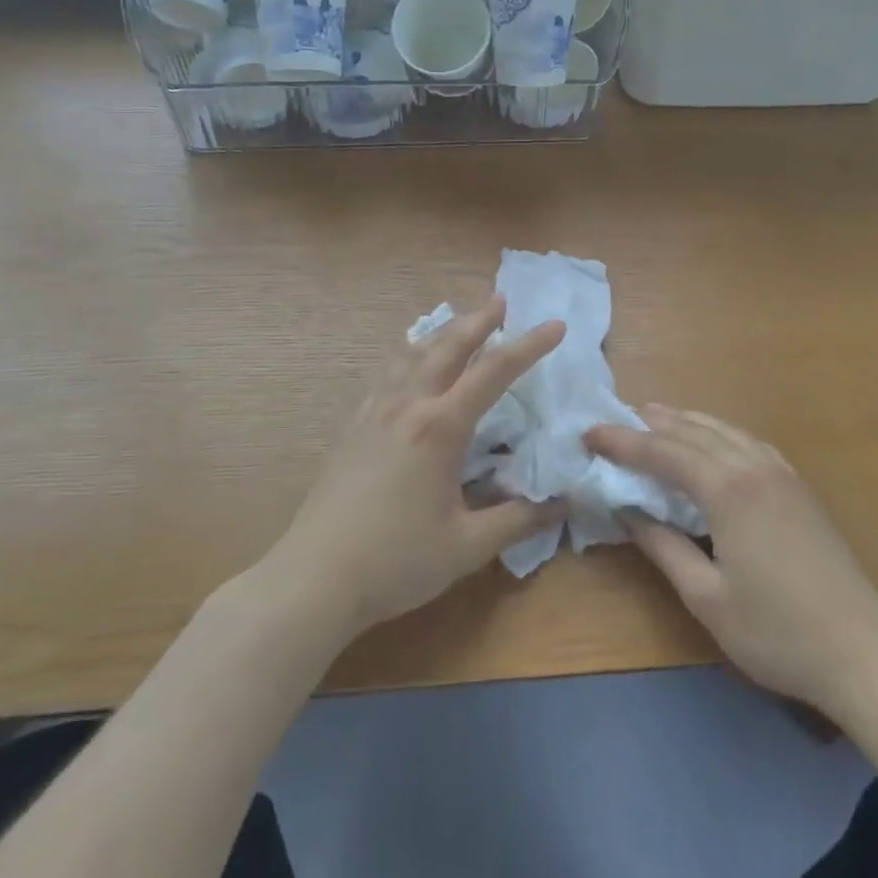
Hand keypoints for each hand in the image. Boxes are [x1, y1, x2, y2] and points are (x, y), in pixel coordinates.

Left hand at [270, 297, 565, 637]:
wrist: (314, 577)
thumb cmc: (396, 561)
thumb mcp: (467, 546)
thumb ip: (518, 520)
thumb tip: (563, 504)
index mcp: (440, 427)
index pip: (495, 372)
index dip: (529, 346)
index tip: (556, 326)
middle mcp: (408, 406)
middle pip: (448, 347)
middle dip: (478, 321)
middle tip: (500, 299)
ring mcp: (375, 413)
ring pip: (412, 355)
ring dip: (441, 333)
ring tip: (457, 323)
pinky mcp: (353, 427)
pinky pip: (387, 375)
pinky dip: (409, 357)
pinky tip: (410, 369)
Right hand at [585, 407, 877, 714]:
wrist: (864, 653)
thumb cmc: (777, 632)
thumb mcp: (707, 597)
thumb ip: (664, 547)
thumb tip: (627, 512)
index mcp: (728, 490)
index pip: (663, 452)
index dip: (623, 441)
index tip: (589, 434)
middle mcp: (754, 468)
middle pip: (694, 432)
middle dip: (653, 423)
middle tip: (619, 418)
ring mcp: (783, 475)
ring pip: (726, 431)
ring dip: (688, 422)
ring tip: (659, 416)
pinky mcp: (800, 489)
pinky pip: (751, 443)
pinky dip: (721, 434)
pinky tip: (717, 443)